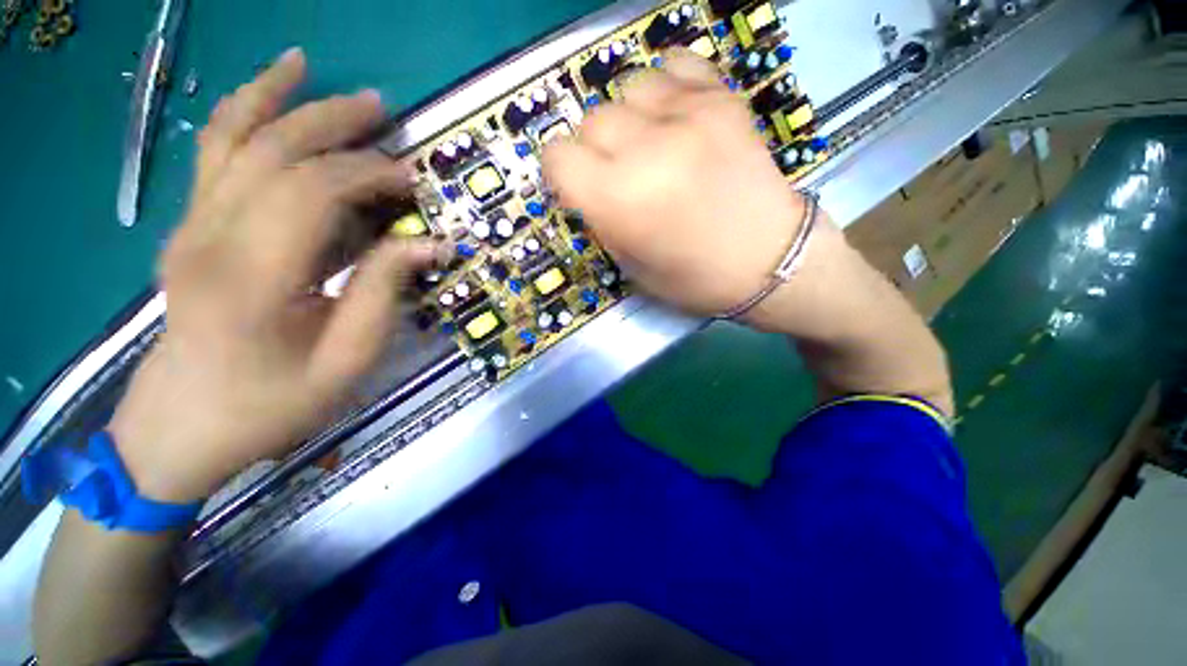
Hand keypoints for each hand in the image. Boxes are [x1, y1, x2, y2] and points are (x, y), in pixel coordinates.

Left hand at [110, 48, 437, 502]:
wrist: (179, 429)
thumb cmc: (271, 405)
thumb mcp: (347, 361)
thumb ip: (385, 293)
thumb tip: (429, 243)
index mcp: (251, 277)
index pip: (314, 193)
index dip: (370, 175)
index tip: (414, 182)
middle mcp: (209, 236)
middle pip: (274, 152)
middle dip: (334, 124)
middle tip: (385, 112)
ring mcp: (188, 227)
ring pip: (232, 138)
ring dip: (279, 99)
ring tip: (313, 70)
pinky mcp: (186, 229)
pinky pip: (212, 155)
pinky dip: (239, 113)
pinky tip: (263, 90)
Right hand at [543, 50, 817, 318]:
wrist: (770, 262)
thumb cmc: (695, 278)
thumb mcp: (632, 265)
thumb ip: (602, 220)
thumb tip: (587, 187)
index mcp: (619, 201)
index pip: (557, 157)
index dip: (562, 172)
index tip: (577, 184)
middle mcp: (646, 150)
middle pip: (591, 121)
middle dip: (595, 150)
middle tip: (619, 173)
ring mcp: (688, 116)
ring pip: (627, 89)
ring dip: (629, 118)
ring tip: (650, 144)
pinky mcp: (723, 99)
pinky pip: (673, 65)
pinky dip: (665, 88)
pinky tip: (675, 116)